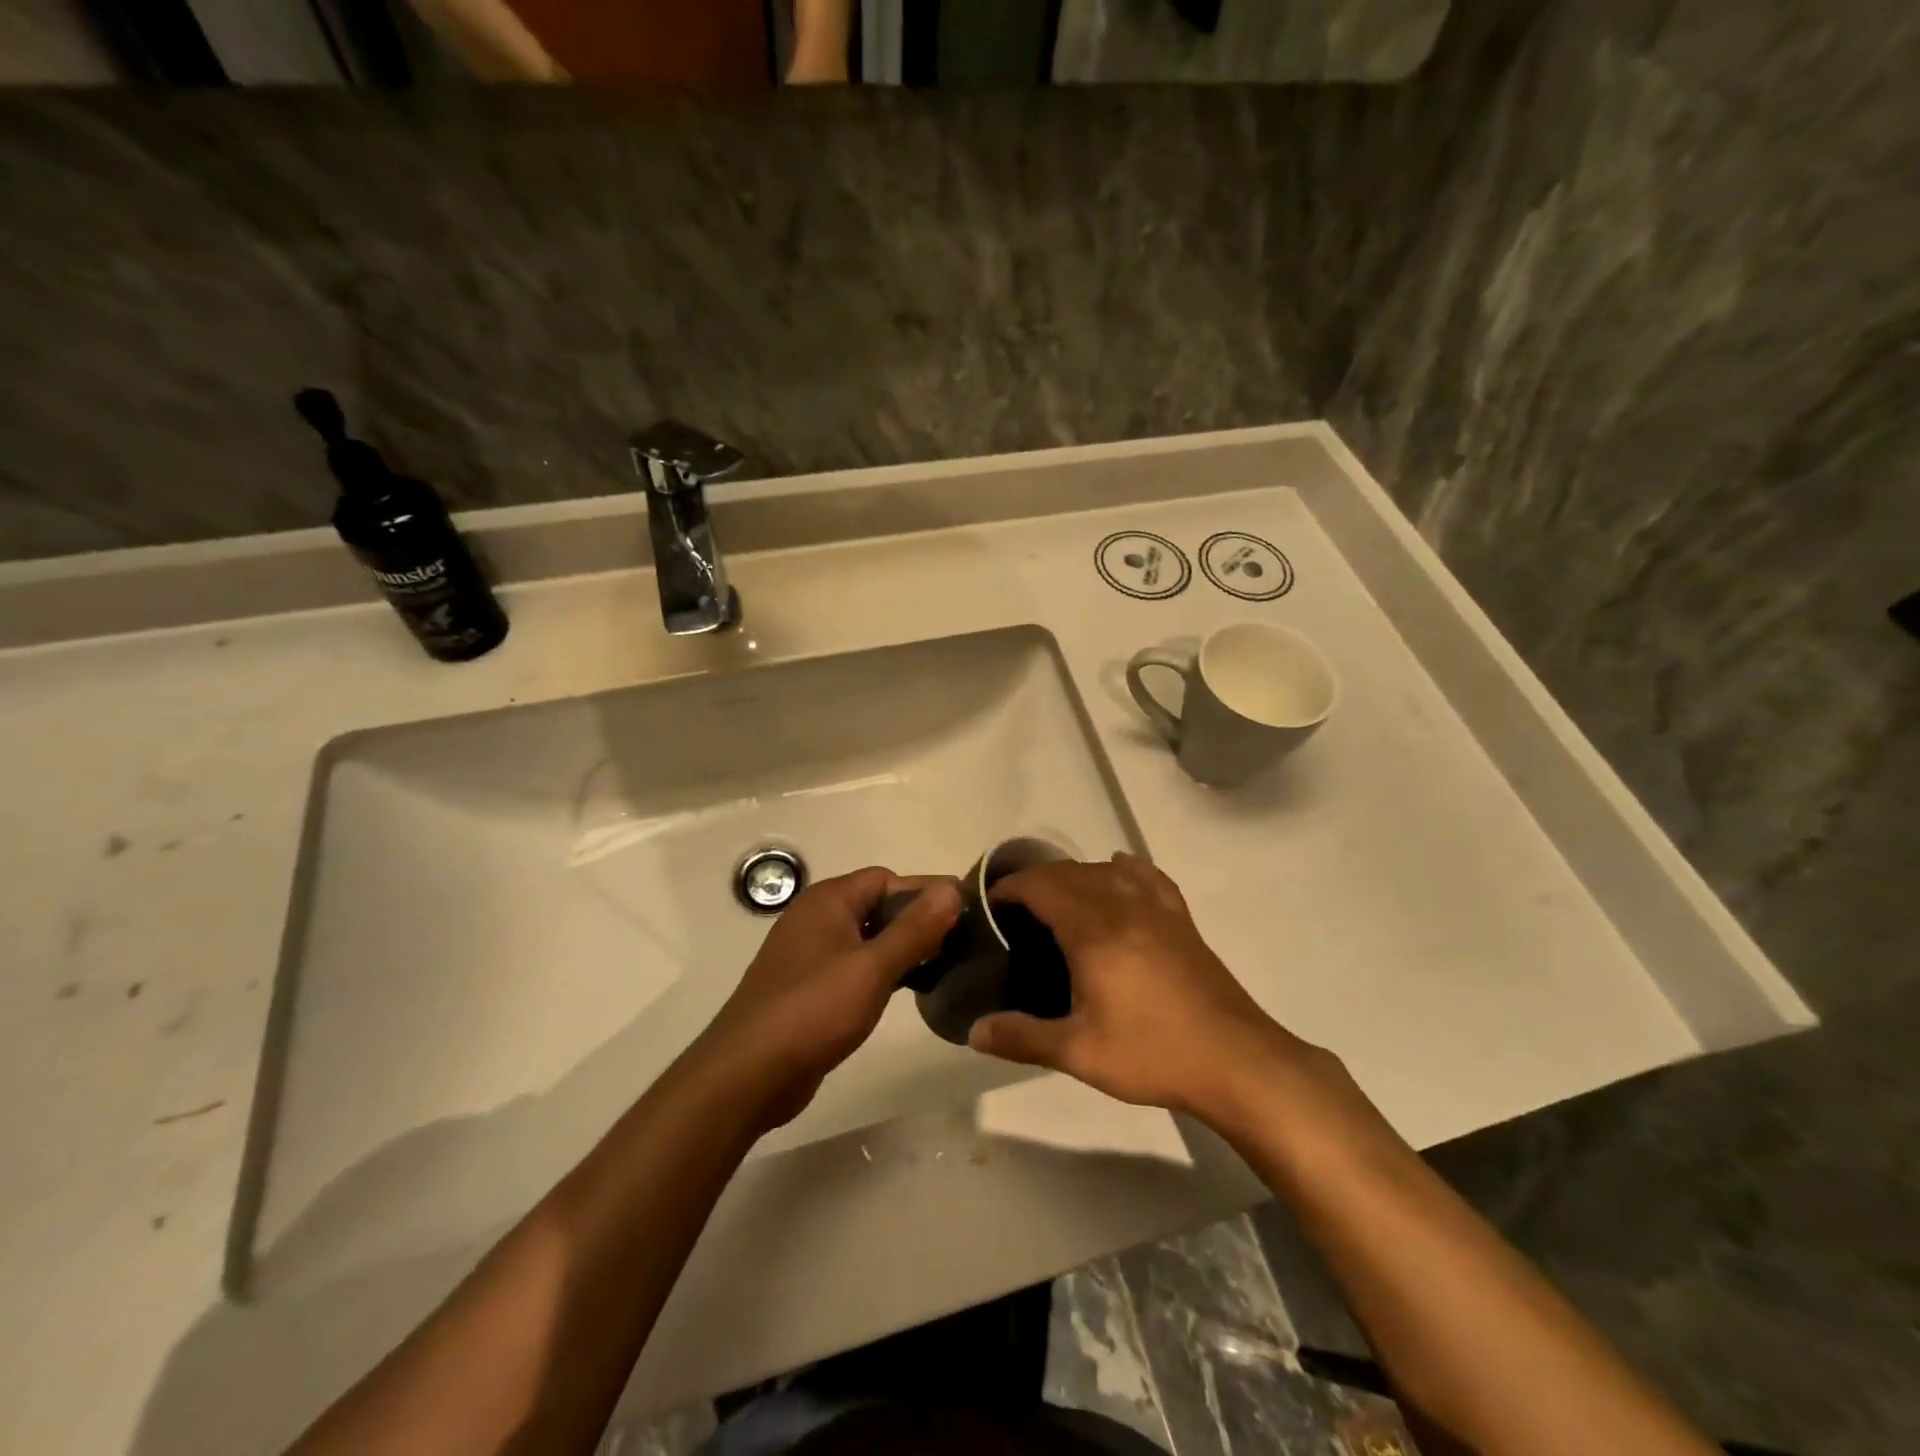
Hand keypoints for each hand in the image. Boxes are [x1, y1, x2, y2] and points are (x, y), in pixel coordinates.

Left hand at [692, 868, 960, 1131]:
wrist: (747, 1075)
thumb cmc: (812, 1011)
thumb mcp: (872, 968)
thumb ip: (914, 928)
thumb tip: (951, 889)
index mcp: (828, 900)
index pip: (886, 878)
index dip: (923, 892)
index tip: (964, 913)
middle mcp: (816, 918)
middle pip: (877, 905)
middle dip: (917, 920)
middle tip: (961, 943)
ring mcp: (810, 955)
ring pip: (867, 938)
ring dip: (902, 947)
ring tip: (944, 966)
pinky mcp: (810, 988)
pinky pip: (855, 965)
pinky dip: (882, 971)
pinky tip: (908, 990)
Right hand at [968, 854, 1303, 1118]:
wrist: (1235, 1060)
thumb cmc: (1153, 1053)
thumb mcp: (1080, 1053)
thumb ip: (1023, 1038)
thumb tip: (974, 1032)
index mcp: (1093, 931)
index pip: (1042, 886)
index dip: (1011, 888)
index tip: (991, 905)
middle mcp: (1123, 906)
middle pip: (1070, 872)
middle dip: (1037, 880)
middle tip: (1016, 910)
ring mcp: (1157, 909)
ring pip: (1106, 870)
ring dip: (1075, 875)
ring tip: (1059, 899)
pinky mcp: (1181, 919)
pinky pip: (1148, 876)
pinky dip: (1124, 868)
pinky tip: (1119, 871)